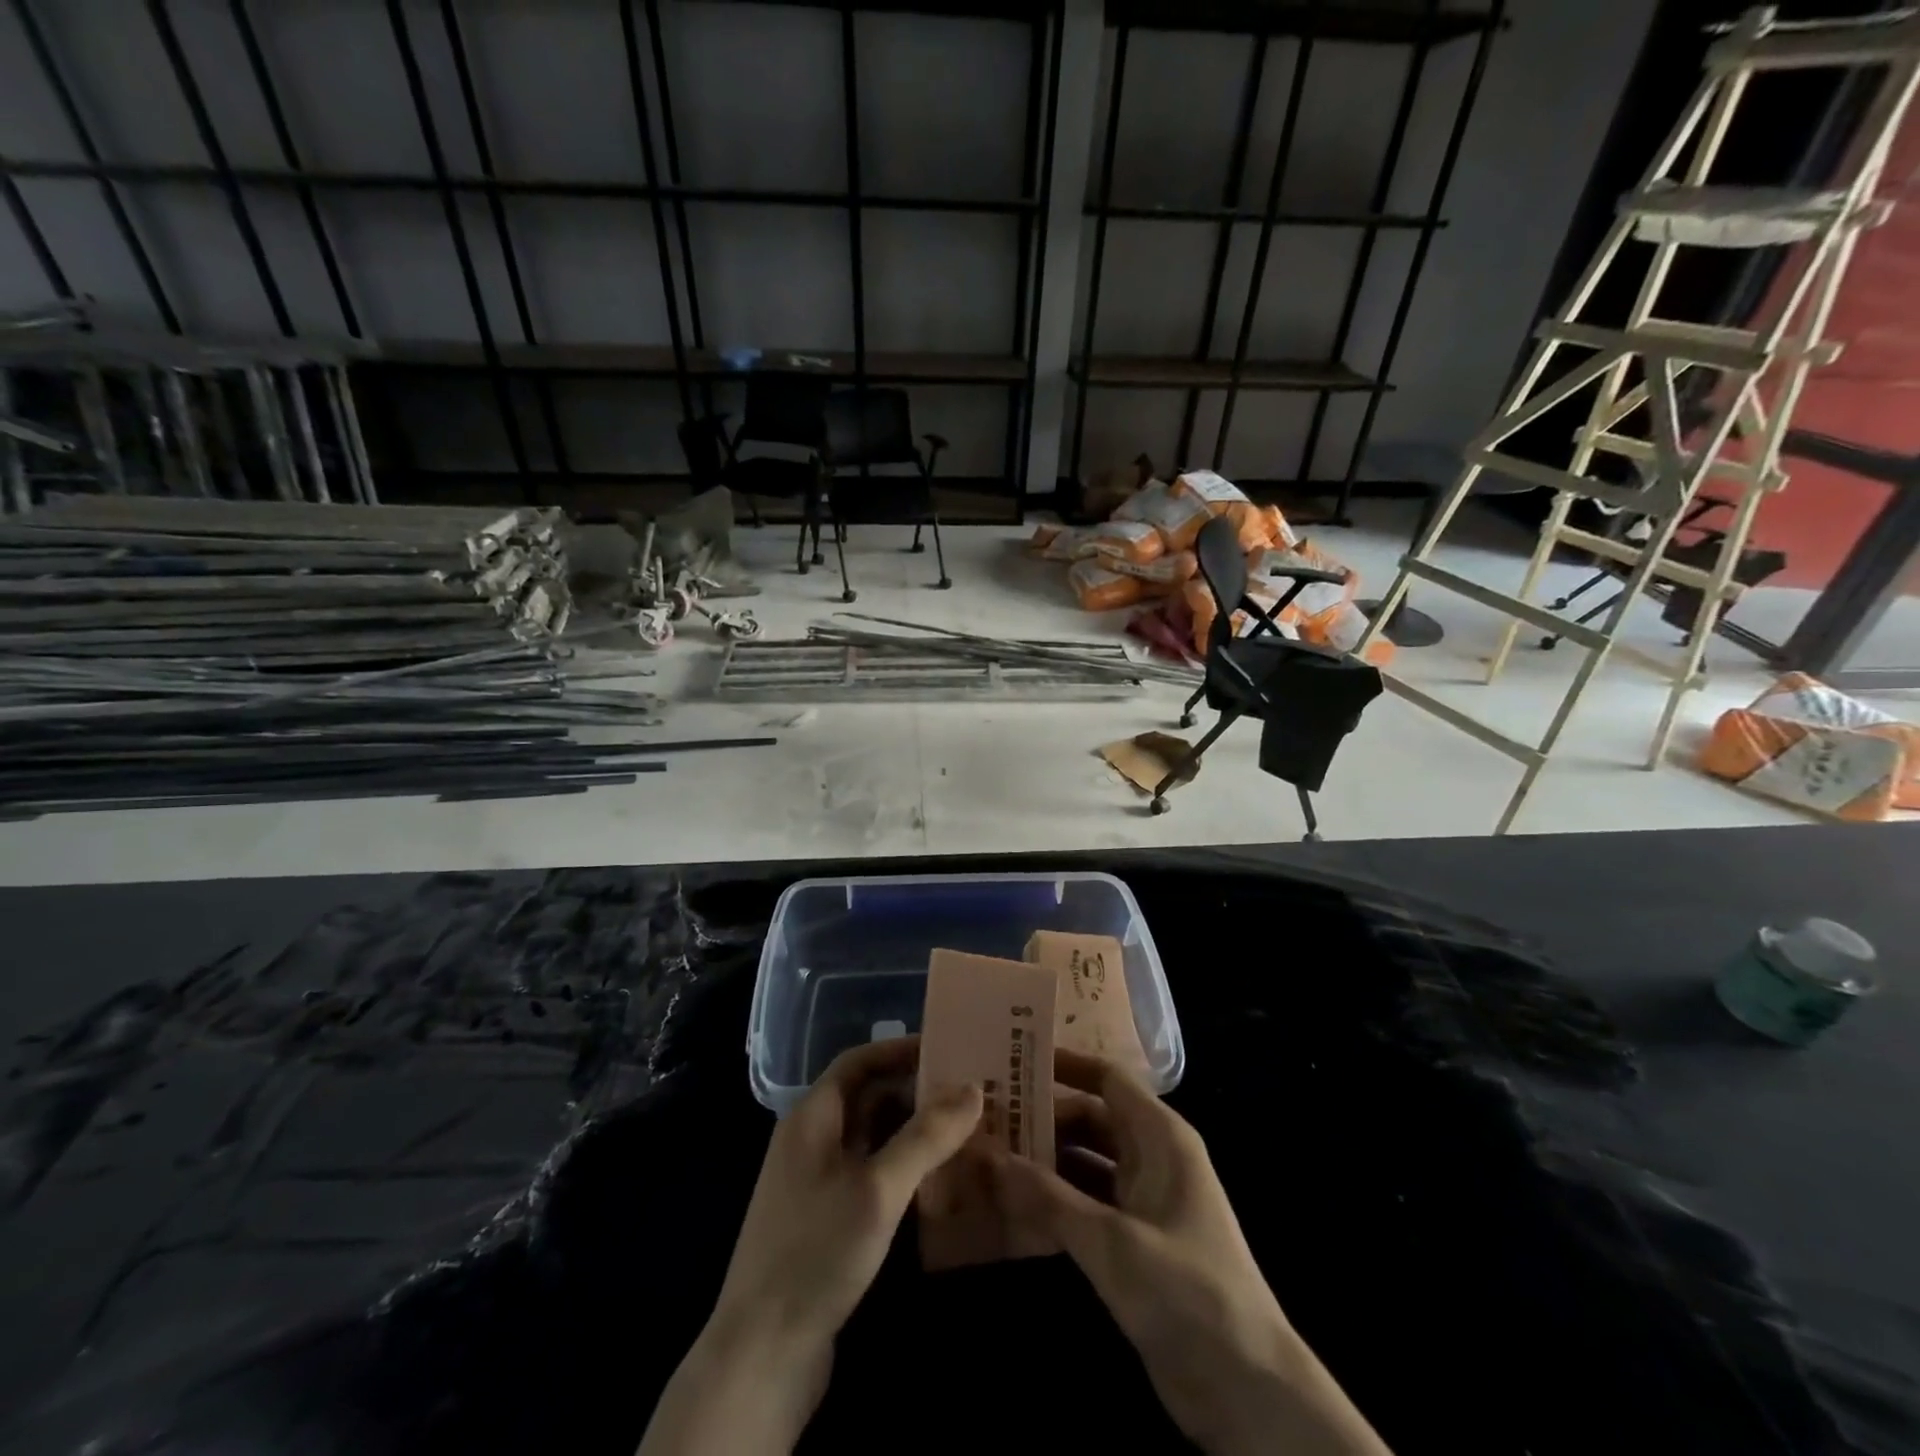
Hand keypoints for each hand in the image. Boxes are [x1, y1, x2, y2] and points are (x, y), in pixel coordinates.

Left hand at [640, 1037, 981, 1455]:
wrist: (761, 1355)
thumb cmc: (816, 1252)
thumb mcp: (877, 1189)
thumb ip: (925, 1136)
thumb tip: (973, 1089)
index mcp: (812, 1118)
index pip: (858, 1061)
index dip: (900, 1049)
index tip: (948, 1048)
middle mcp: (811, 1140)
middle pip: (867, 1097)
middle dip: (916, 1090)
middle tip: (969, 1093)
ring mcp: (817, 1182)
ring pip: (871, 1137)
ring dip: (913, 1130)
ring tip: (964, 1130)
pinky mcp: (826, 1220)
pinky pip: (870, 1172)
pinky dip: (902, 1167)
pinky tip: (937, 1180)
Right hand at [993, 1049, 1389, 1455]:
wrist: (1247, 1389)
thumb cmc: (1186, 1292)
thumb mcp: (1112, 1242)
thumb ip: (1049, 1197)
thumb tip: (989, 1155)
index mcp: (1161, 1137)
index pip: (1108, 1078)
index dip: (1065, 1065)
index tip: (1014, 1059)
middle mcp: (1153, 1157)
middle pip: (1091, 1119)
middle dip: (1044, 1117)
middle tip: (988, 1117)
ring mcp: (1145, 1200)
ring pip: (1087, 1162)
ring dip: (1045, 1160)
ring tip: (990, 1155)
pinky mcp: (1136, 1240)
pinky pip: (1088, 1202)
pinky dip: (1056, 1200)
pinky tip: (1014, 1206)